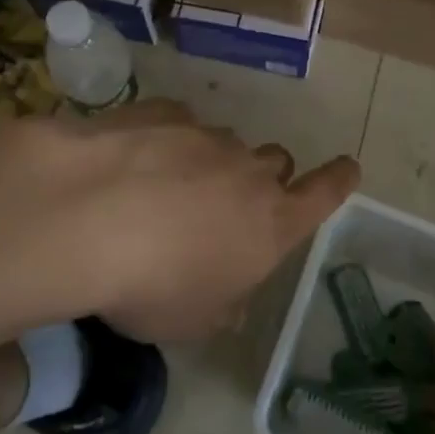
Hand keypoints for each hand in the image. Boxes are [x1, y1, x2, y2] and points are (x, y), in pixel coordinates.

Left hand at [0, 101, 359, 343]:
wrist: (87, 214)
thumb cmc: (151, 285)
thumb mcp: (192, 321)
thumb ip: (222, 305)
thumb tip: (228, 298)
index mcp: (270, 224)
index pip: (324, 194)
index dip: (339, 181)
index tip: (347, 167)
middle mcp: (248, 171)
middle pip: (275, 163)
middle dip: (262, 179)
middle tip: (228, 205)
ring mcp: (206, 135)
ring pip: (225, 143)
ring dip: (208, 163)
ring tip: (165, 190)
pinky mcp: (163, 112)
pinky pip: (178, 123)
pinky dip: (167, 141)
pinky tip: (133, 163)